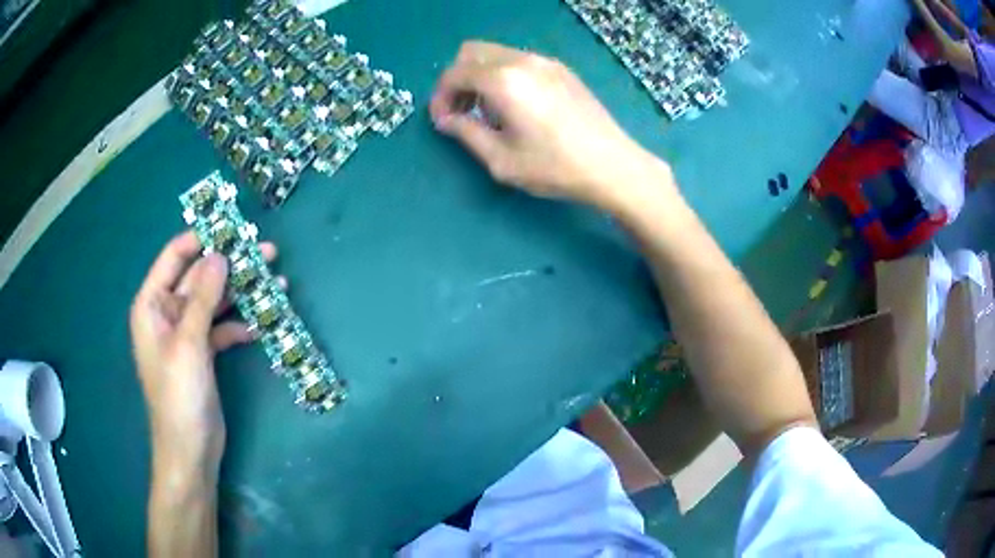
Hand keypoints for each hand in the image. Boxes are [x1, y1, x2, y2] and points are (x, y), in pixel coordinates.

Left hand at [129, 231, 276, 478]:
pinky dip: (240, 324)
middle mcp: (167, 312)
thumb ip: (202, 298)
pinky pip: (222, 327)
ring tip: (276, 284)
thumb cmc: (179, 396)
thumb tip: (219, 254)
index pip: (175, 257)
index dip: (202, 239)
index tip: (234, 229)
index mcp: (152, 304)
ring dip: (241, 293)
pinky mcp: (203, 352)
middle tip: (267, 254)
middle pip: (199, 277)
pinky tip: (262, 324)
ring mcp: (186, 333)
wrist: (191, 450)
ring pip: (214, 301)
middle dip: (231, 266)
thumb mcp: (189, 344)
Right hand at [430, 41, 673, 211]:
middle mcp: (522, 61)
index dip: (440, 97)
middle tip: (461, 111)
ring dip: (481, 76)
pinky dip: (504, 75)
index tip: (443, 121)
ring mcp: (546, 62)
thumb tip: (446, 119)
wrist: (612, 165)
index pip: (454, 73)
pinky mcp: (562, 69)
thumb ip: (466, 133)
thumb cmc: (555, 167)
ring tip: (488, 112)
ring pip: (496, 54)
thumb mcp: (501, 160)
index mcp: (503, 81)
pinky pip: (519, 61)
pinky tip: (516, 106)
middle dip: (458, 79)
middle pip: (472, 53)